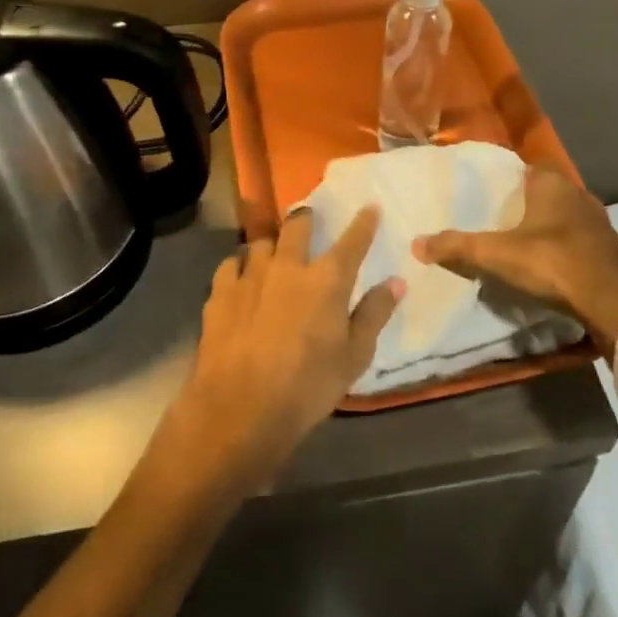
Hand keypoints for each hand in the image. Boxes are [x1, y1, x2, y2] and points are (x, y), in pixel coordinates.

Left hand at [166, 207, 401, 492]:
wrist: (241, 409)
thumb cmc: (308, 387)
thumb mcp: (354, 357)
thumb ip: (375, 314)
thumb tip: (397, 282)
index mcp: (327, 280)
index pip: (352, 241)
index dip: (364, 223)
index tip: (370, 207)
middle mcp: (289, 266)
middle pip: (298, 226)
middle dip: (306, 218)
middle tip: (308, 221)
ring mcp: (251, 276)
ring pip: (262, 242)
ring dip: (271, 245)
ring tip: (273, 255)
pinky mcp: (220, 293)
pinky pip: (231, 264)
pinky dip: (240, 266)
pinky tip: (241, 279)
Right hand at [413, 166, 617, 355]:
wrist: (614, 303)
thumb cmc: (553, 263)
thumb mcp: (497, 255)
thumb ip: (457, 247)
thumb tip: (416, 244)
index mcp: (552, 184)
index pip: (525, 168)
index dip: (505, 179)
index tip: (484, 194)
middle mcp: (579, 195)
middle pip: (544, 192)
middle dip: (523, 204)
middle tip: (495, 220)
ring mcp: (599, 223)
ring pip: (563, 216)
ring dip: (545, 227)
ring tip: (518, 244)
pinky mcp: (610, 250)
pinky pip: (578, 240)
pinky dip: (562, 248)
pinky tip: (549, 265)